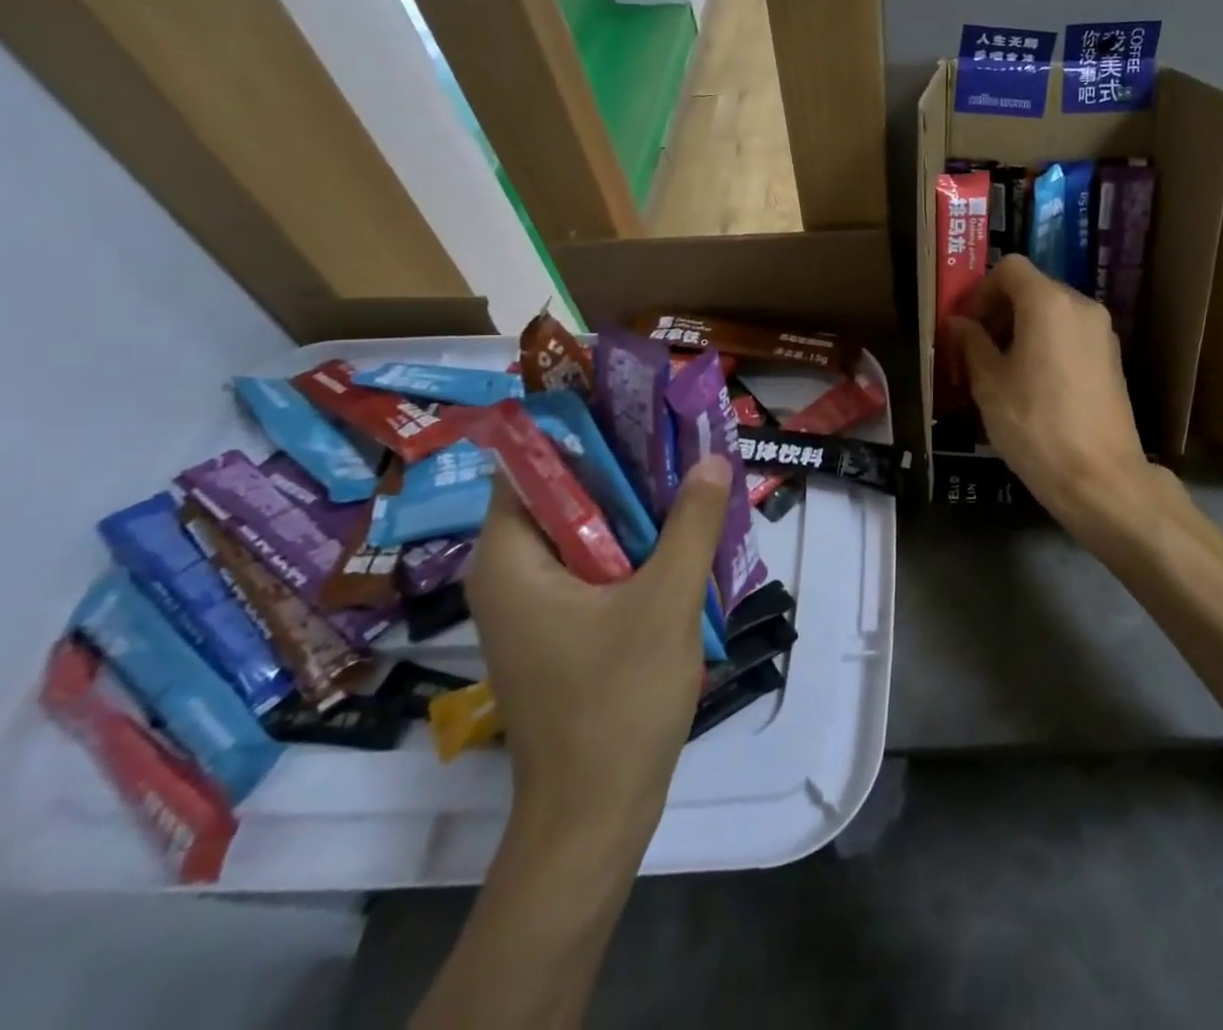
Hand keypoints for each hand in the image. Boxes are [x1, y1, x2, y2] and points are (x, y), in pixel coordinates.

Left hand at [465, 455, 731, 844]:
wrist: (595, 815)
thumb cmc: (618, 702)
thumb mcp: (666, 601)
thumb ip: (691, 524)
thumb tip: (712, 460)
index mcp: (511, 562)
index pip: (528, 467)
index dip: (578, 432)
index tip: (633, 407)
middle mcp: (510, 577)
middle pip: (560, 497)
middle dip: (618, 467)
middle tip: (675, 438)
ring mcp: (534, 609)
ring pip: (582, 533)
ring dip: (631, 509)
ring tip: (686, 477)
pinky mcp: (559, 632)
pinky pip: (592, 567)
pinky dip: (630, 546)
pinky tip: (679, 539)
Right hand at [947, 255, 1160, 539]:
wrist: (1100, 478)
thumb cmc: (1035, 426)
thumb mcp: (990, 385)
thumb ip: (971, 344)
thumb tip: (958, 323)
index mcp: (1049, 303)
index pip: (1010, 268)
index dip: (980, 290)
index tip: (964, 324)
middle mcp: (1082, 306)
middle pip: (1033, 288)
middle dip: (1000, 311)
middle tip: (975, 348)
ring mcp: (1103, 333)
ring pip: (1053, 313)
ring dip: (1022, 329)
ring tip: (1000, 370)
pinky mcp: (1113, 359)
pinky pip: (1071, 335)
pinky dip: (1047, 344)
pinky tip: (1032, 385)